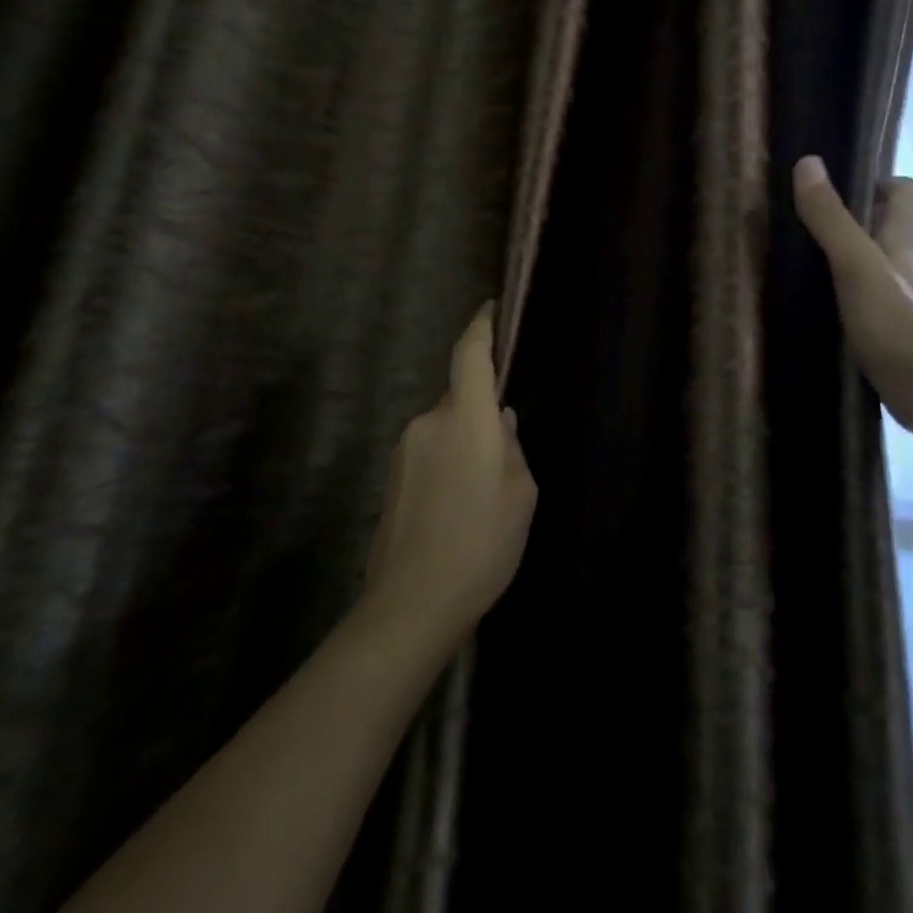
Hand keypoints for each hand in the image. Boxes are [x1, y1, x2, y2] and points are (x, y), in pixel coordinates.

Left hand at [362, 304, 537, 650]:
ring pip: (447, 427)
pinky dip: (449, 463)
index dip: (481, 326)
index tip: (490, 307)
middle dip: (483, 413)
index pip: (469, 354)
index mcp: (465, 420)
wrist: (411, 605)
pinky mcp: (392, 476)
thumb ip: (512, 448)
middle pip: (461, 396)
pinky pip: (431, 451)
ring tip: (483, 494)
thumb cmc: (481, 545)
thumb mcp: (520, 496)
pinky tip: (459, 508)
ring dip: (466, 443)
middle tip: (505, 458)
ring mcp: (405, 449)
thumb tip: (501, 422)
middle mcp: (429, 422)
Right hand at [793, 155, 912, 430]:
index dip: (879, 179)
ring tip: (801, 257)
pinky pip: (865, 300)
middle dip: (853, 217)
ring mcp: (899, 301)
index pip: (903, 192)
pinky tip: (815, 302)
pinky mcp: (888, 332)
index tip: (842, 179)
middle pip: (885, 228)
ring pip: (873, 266)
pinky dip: (844, 294)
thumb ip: (831, 218)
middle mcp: (905, 266)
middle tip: (806, 216)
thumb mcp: (855, 263)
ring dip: (845, 257)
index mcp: (903, 242)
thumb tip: (808, 163)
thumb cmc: (895, 320)